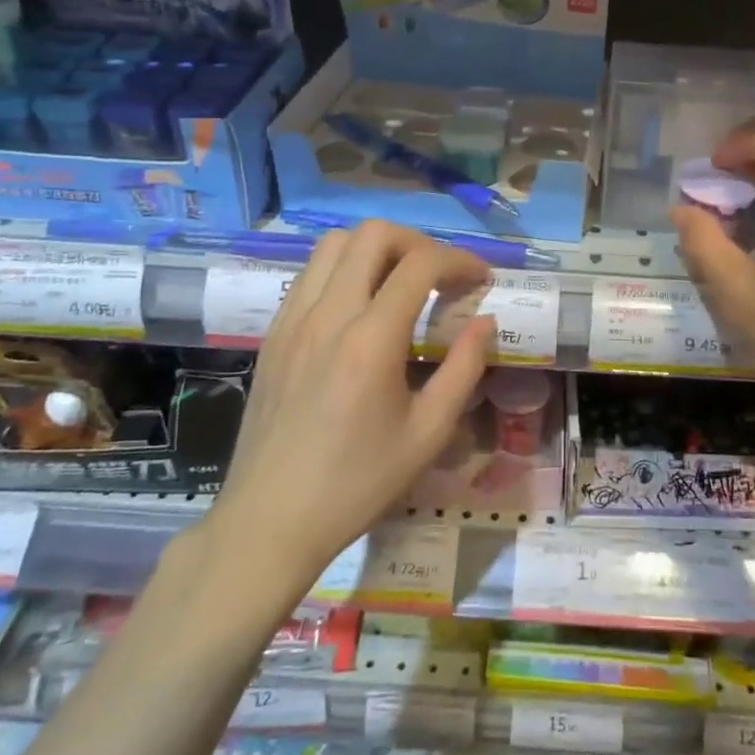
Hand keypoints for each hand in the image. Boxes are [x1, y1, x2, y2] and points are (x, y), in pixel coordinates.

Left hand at [208, 222, 495, 582]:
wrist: (270, 520)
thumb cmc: (356, 483)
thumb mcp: (428, 433)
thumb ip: (464, 368)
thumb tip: (485, 321)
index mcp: (371, 339)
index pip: (421, 264)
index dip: (460, 260)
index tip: (481, 279)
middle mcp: (328, 314)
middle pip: (373, 234)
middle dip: (417, 242)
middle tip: (440, 274)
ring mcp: (293, 319)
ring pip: (333, 244)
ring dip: (375, 249)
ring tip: (400, 281)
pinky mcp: (273, 333)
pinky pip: (310, 274)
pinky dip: (342, 269)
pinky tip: (359, 307)